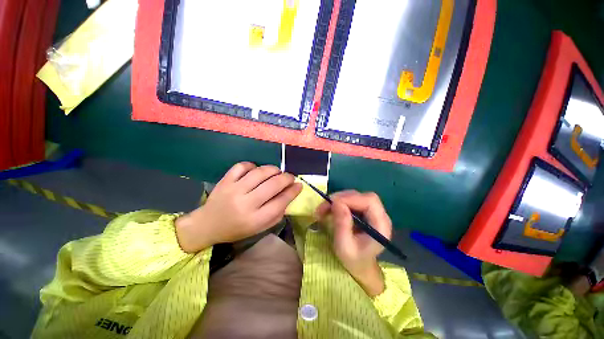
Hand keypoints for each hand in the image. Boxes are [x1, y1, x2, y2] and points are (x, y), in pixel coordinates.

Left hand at [176, 162, 302, 252]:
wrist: (208, 225)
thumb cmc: (238, 228)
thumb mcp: (261, 227)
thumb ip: (278, 212)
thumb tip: (291, 192)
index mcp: (255, 219)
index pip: (281, 201)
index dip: (293, 191)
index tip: (299, 185)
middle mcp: (246, 203)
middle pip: (273, 185)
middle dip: (286, 178)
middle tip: (290, 177)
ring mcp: (234, 190)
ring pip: (260, 173)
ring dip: (273, 169)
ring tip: (277, 172)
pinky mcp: (225, 181)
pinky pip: (242, 166)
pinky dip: (253, 165)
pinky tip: (257, 170)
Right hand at [315, 190, 391, 296]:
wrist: (359, 266)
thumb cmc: (353, 260)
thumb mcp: (344, 246)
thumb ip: (342, 225)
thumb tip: (336, 202)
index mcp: (380, 225)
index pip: (370, 201)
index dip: (350, 198)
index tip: (332, 204)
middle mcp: (379, 215)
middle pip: (361, 196)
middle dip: (340, 198)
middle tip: (323, 207)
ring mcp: (372, 212)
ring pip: (354, 196)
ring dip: (337, 200)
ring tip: (323, 209)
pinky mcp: (364, 211)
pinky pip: (350, 200)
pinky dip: (338, 202)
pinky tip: (329, 209)